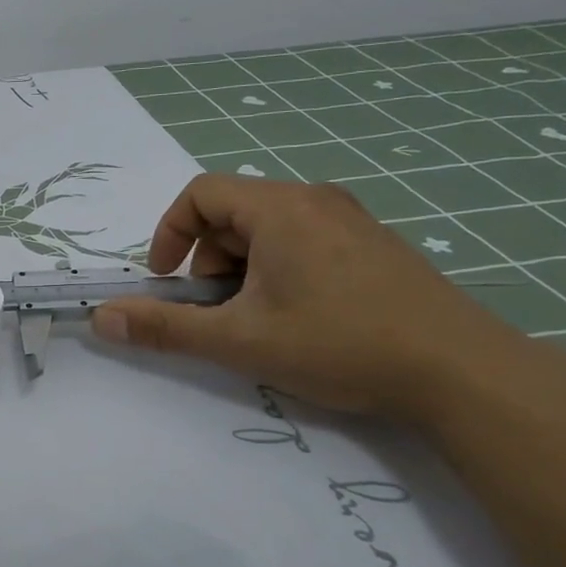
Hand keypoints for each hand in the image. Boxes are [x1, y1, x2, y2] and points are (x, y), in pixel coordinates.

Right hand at [90, 175, 520, 420]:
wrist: (462, 373)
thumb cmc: (339, 344)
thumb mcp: (239, 340)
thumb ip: (164, 327)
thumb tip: (102, 319)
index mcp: (280, 208)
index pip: (200, 194)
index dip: (169, 233)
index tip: (167, 281)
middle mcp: (315, 200)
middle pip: (233, 212)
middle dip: (207, 260)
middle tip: (216, 311)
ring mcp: (351, 221)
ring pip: (269, 230)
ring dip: (242, 269)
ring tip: (258, 320)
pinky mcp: (374, 246)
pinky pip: (304, 241)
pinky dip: (278, 270)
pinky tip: (301, 318)